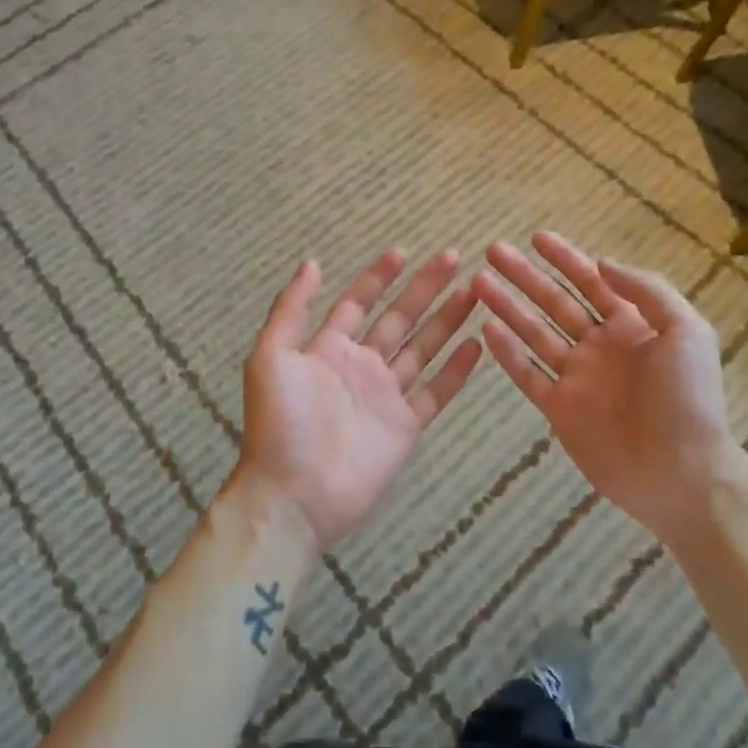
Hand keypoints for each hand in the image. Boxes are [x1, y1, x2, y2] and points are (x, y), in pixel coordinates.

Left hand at [235, 249, 482, 551]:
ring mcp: (386, 396)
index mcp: (328, 349)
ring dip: (447, 320)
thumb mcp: (271, 356)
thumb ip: (292, 308)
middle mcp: (361, 367)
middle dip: (424, 288)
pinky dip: (456, 370)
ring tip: (473, 291)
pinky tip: (476, 344)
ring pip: (423, 348)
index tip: (403, 253)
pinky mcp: (406, 427)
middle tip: (453, 259)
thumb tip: (313, 262)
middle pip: (399, 318)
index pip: (359, 303)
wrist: (293, 494)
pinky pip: (436, 392)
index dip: (379, 277)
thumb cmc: (279, 422)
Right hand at [476, 233, 736, 544]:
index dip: (565, 258)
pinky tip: (486, 329)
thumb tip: (601, 263)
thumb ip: (647, 291)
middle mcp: (599, 346)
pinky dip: (507, 353)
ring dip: (508, 306)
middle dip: (525, 276)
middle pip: (554, 302)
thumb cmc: (688, 400)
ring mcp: (577, 378)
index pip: (592, 282)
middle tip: (494, 252)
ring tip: (479, 283)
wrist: (684, 475)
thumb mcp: (685, 331)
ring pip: (534, 333)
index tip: (537, 237)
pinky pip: (528, 375)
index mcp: (631, 326)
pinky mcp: (560, 409)